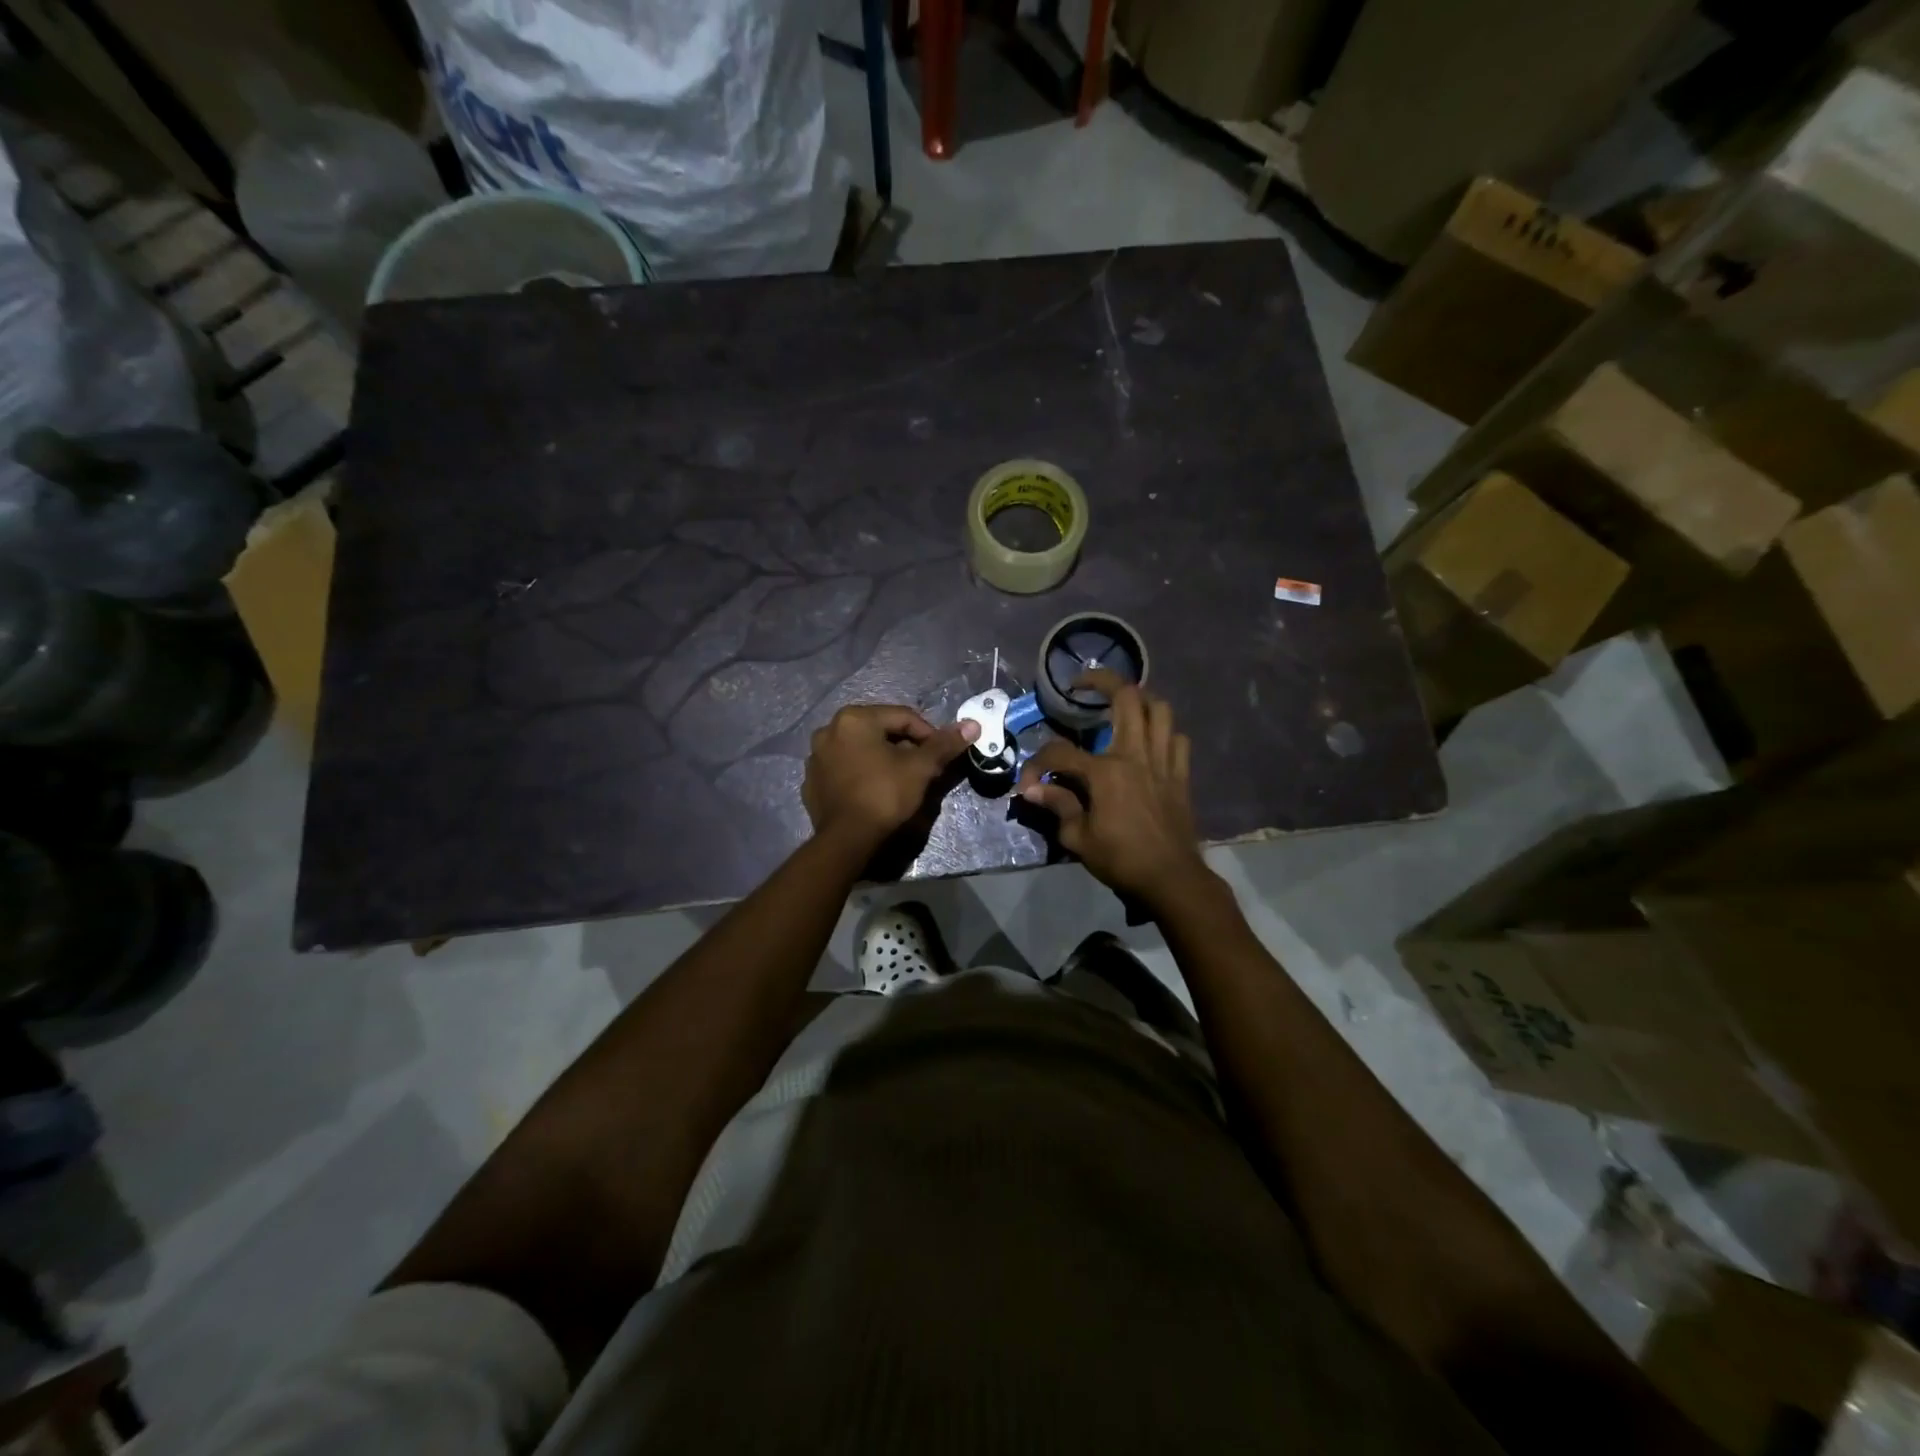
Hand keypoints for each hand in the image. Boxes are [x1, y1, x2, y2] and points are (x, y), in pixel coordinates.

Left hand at [803, 705, 978, 853]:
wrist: (847, 840)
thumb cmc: (884, 795)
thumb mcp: (920, 768)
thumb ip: (944, 744)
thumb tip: (972, 725)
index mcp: (854, 718)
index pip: (903, 717)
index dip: (928, 734)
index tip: (941, 756)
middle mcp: (829, 730)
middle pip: (880, 731)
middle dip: (904, 747)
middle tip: (922, 769)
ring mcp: (815, 757)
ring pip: (860, 750)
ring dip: (881, 759)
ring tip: (899, 781)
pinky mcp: (811, 782)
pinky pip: (844, 769)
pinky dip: (860, 774)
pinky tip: (873, 792)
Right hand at [1016, 670, 1211, 909]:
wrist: (1171, 878)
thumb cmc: (1121, 859)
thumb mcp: (1079, 838)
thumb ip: (1058, 806)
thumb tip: (1034, 790)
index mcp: (1105, 772)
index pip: (1060, 752)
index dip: (1038, 763)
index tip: (1029, 783)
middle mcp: (1135, 755)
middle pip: (1126, 697)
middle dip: (1102, 681)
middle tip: (1083, 684)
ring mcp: (1162, 761)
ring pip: (1160, 709)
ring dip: (1140, 700)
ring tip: (1122, 705)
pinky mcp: (1180, 774)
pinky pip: (1177, 738)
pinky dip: (1164, 732)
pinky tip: (1150, 741)